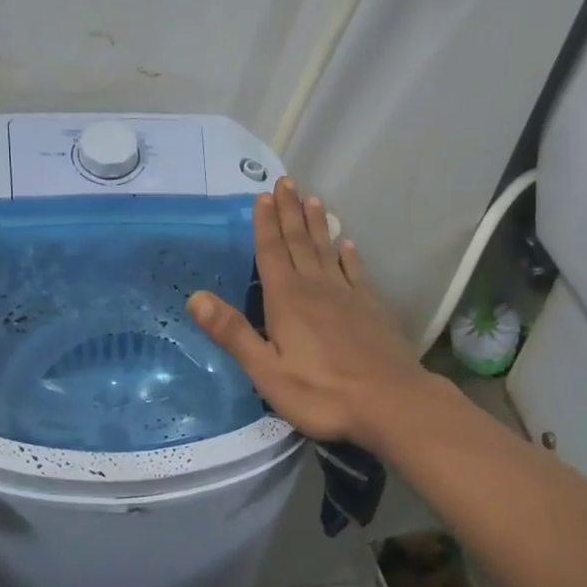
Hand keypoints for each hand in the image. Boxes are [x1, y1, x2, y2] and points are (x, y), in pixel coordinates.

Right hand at [187, 178, 436, 449]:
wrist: (391, 403)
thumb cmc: (322, 393)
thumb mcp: (267, 372)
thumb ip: (233, 334)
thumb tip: (195, 298)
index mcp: (287, 300)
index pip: (271, 252)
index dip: (265, 224)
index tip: (263, 195)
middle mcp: (317, 288)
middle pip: (300, 242)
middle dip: (290, 212)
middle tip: (286, 182)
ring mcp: (348, 295)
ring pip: (328, 251)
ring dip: (318, 225)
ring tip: (313, 200)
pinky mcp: (371, 308)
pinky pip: (356, 271)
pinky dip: (349, 255)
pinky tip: (348, 244)